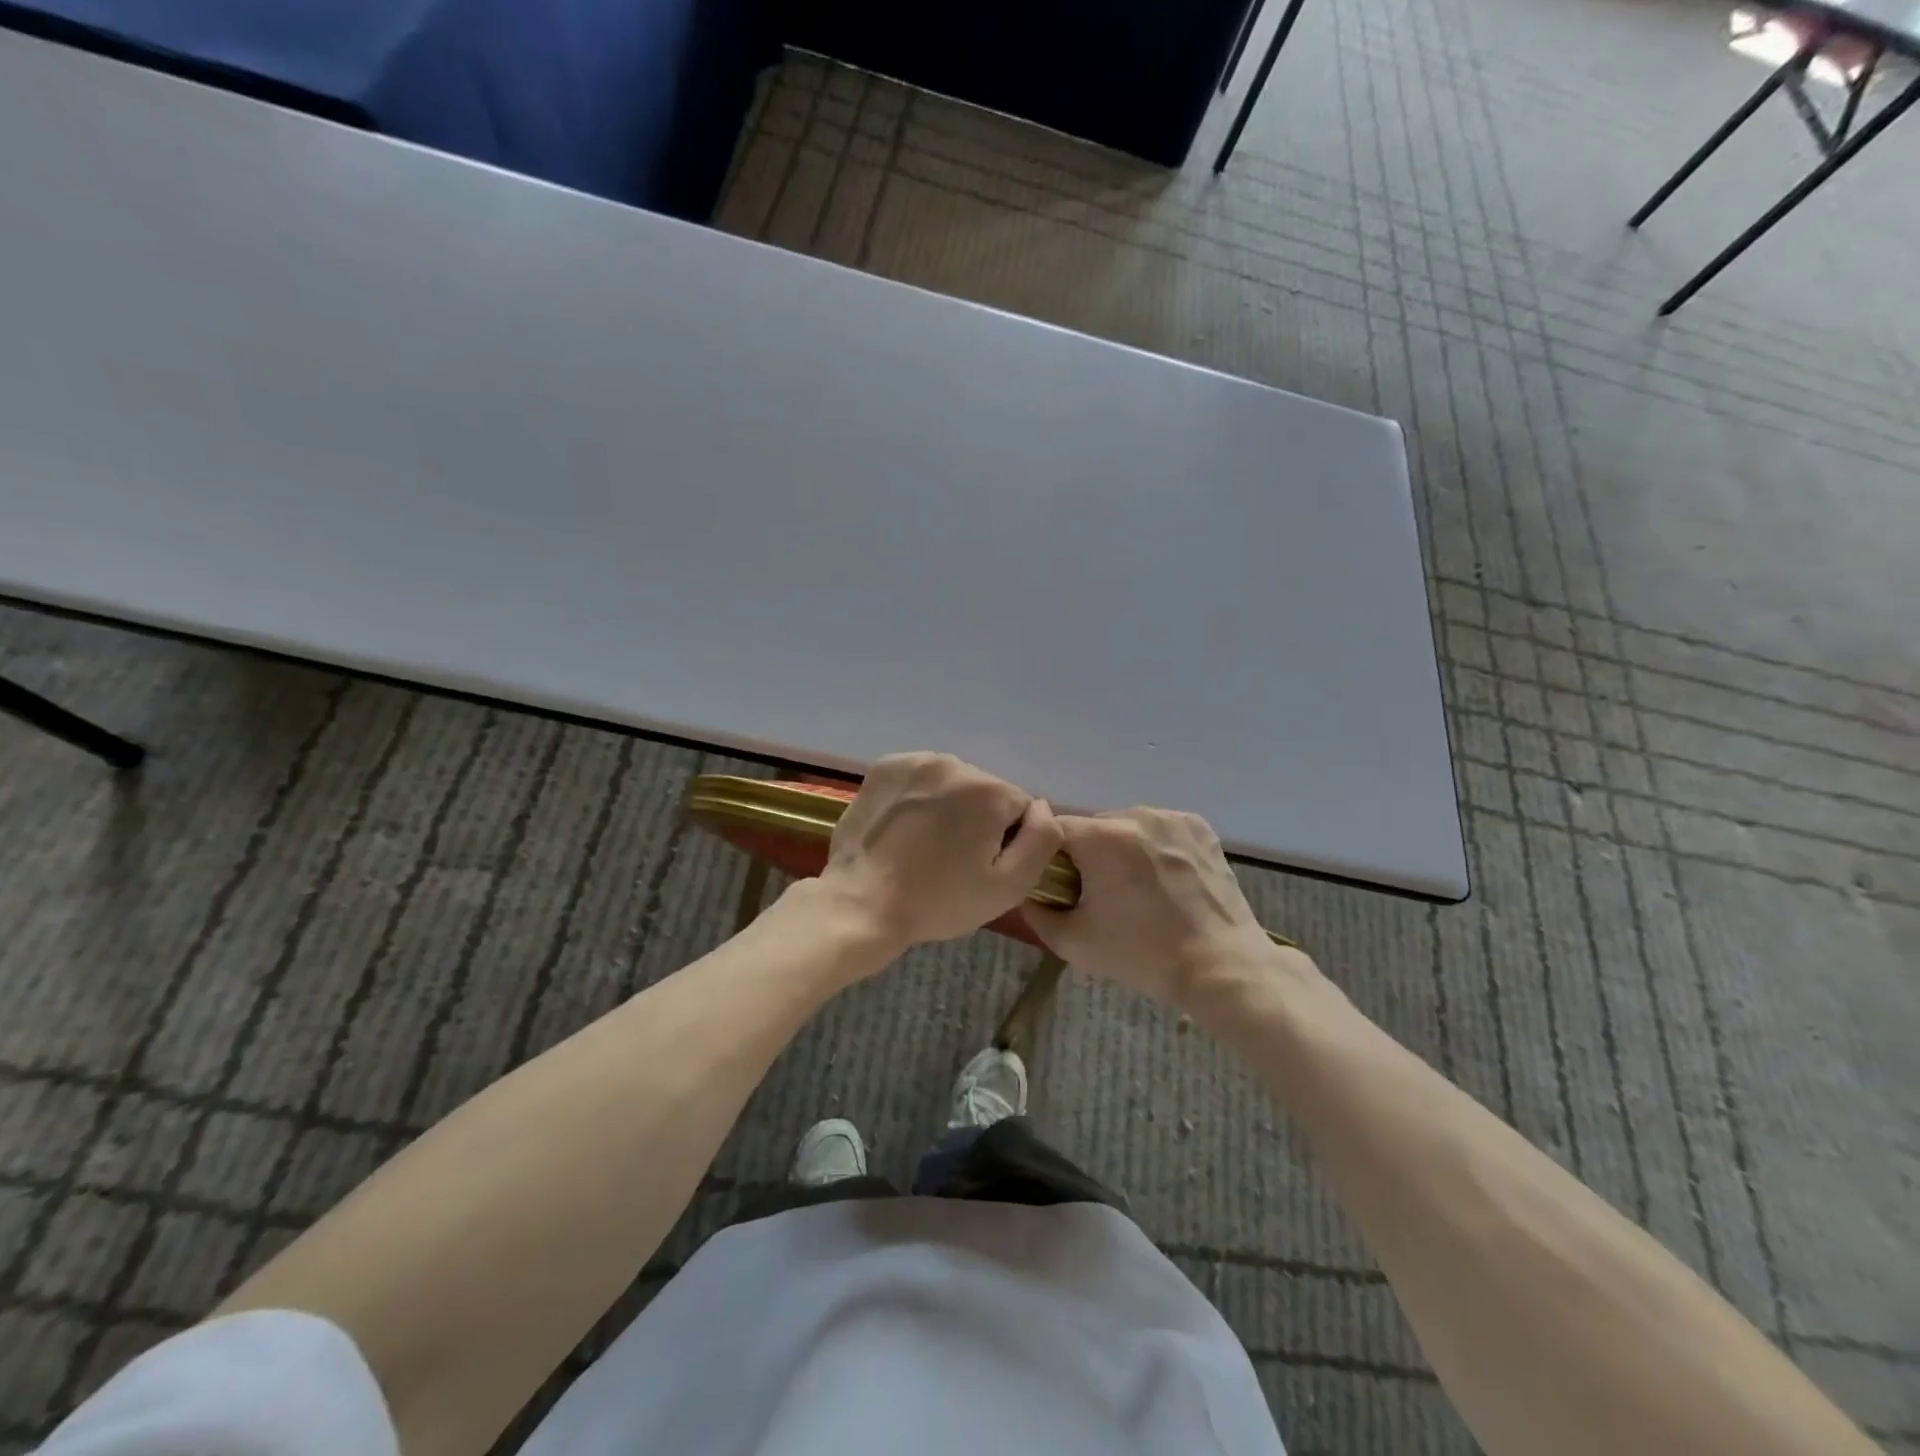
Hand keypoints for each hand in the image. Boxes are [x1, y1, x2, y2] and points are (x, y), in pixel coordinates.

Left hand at [819, 753, 1063, 952]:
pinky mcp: (884, 767)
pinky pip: (920, 778)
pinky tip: (905, 827)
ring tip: (925, 844)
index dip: (1007, 842)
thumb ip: (1043, 840)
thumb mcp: (1009, 887)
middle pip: (985, 792)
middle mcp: (955, 763)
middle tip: (952, 860)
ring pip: (952, 783)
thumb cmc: (938, 901)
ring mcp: (915, 761)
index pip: (1020, 809)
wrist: (861, 903)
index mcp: (989, 790)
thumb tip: (1043, 807)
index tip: (981, 867)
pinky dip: (919, 796)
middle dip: (977, 820)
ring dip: (948, 806)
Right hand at [1025, 809, 1273, 1005]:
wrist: (1220, 965)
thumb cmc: (1141, 954)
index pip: (1054, 830)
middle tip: (1100, 892)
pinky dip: (1155, 846)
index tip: (1061, 884)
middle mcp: (1134, 815)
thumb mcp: (1073, 942)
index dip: (1051, 856)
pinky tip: (1165, 878)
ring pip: (1127, 825)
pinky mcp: (1198, 826)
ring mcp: (1170, 818)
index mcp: (1100, 838)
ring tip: (1137, 887)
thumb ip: (1036, 912)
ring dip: (1123, 848)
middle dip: (1089, 853)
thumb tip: (1026, 893)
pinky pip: (1160, 829)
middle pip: (1093, 826)